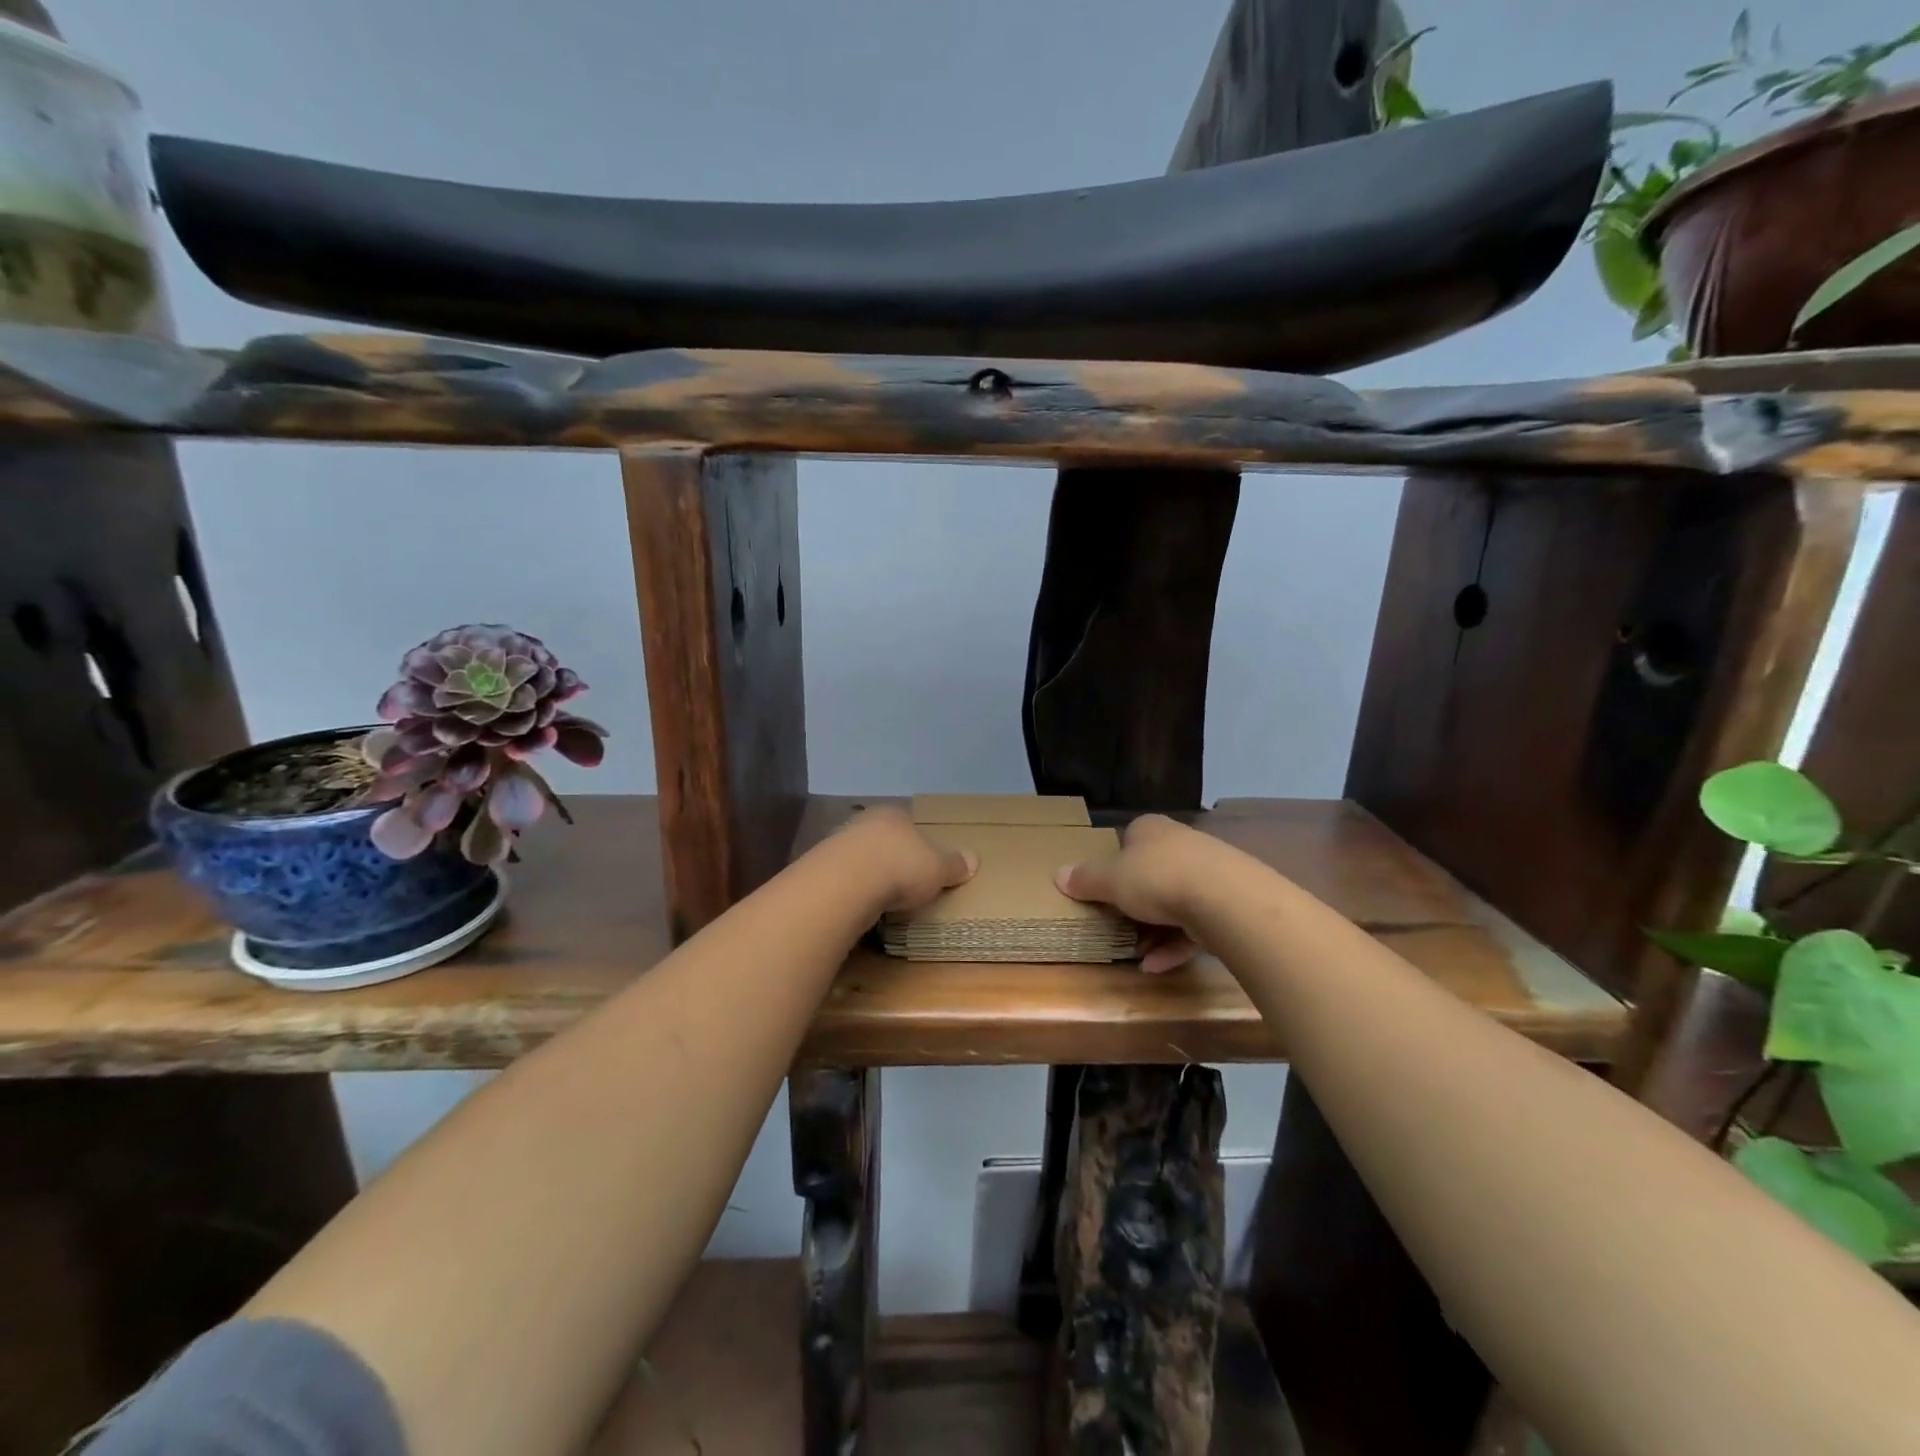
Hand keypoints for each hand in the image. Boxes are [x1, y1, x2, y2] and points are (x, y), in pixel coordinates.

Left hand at [839, 806, 977, 912]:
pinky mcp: (821, 869)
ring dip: (869, 875)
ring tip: (883, 899)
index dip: (917, 842)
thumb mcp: (938, 868)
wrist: (846, 883)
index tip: (924, 863)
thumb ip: (954, 864)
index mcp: (894, 814)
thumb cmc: (901, 866)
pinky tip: (860, 906)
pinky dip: (852, 890)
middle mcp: (864, 822)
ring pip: (860, 858)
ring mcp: (837, 843)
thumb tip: (974, 860)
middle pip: (882, 839)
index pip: (908, 823)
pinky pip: (844, 879)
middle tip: (905, 882)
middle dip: (892, 858)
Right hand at [1056, 814, 1211, 972]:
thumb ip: (1085, 879)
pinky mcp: (1227, 905)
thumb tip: (1058, 875)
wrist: (1224, 898)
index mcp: (1151, 830)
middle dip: (1134, 902)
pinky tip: (1156, 967)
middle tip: (1115, 925)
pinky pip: (1194, 927)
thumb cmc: (1157, 877)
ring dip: (1154, 930)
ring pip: (1174, 902)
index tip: (1103, 888)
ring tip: (1135, 953)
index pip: (1129, 839)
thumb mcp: (1110, 879)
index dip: (1115, 863)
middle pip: (1152, 873)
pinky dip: (1174, 946)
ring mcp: (1209, 875)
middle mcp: (1181, 844)